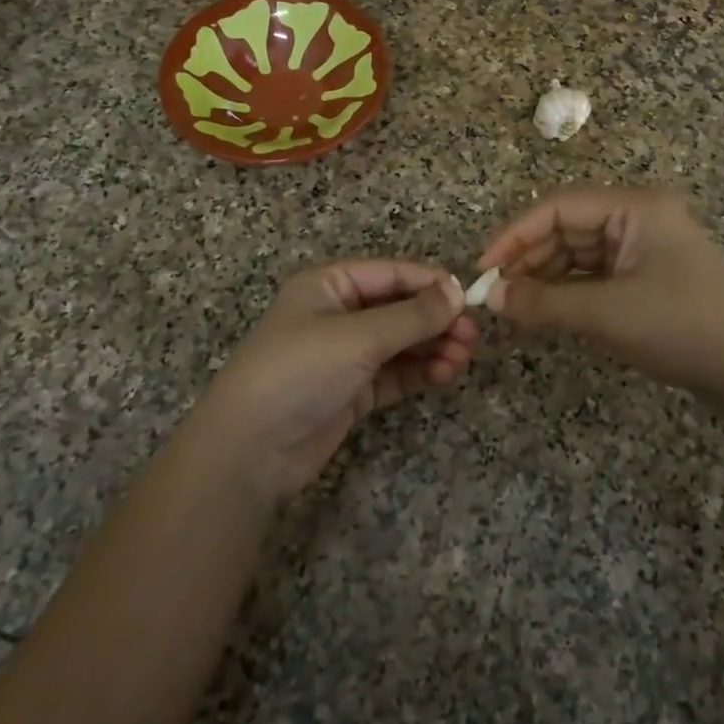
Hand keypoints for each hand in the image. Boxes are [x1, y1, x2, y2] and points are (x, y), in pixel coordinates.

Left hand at [190, 262, 476, 499]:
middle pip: (400, 307)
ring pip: (401, 342)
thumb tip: (457, 291)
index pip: (392, 273)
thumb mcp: (358, 337)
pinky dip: (420, 372)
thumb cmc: (300, 372)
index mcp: (330, 285)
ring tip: (462, 358)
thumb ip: (412, 316)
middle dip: (436, 320)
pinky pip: (395, 373)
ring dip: (433, 346)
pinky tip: (444, 374)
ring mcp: (345, 354)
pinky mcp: (352, 390)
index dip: (431, 283)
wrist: (250, 450)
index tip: (469, 299)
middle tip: (472, 337)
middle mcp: (339, 313)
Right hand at [477, 186, 723, 421]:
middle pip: (565, 228)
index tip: (483, 269)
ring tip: (512, 305)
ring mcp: (642, 245)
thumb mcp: (608, 314)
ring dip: (544, 276)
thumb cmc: (683, 328)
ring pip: (576, 252)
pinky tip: (543, 309)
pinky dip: (567, 290)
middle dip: (528, 258)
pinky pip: (593, 273)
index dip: (514, 235)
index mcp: (634, 207)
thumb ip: (544, 302)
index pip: (557, 207)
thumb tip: (491, 298)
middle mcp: (636, 216)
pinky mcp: (644, 273)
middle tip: (493, 294)